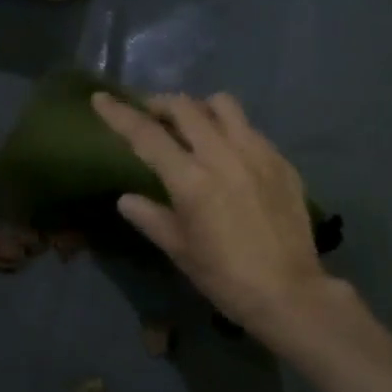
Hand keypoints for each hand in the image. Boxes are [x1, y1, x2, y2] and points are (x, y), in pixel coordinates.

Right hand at [91, 91, 329, 344]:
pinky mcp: (280, 160)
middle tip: (151, 115)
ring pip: (223, 105)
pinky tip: (229, 154)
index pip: (146, 134)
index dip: (119, 113)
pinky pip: (250, 128)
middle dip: (160, 104)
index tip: (101, 98)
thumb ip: (150, 217)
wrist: (290, 293)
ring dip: (200, 108)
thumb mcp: (179, 250)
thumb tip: (126, 199)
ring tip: (194, 125)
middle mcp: (223, 155)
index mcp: (191, 180)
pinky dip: (230, 130)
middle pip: (185, 107)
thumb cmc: (225, 277)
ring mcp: (256, 153)